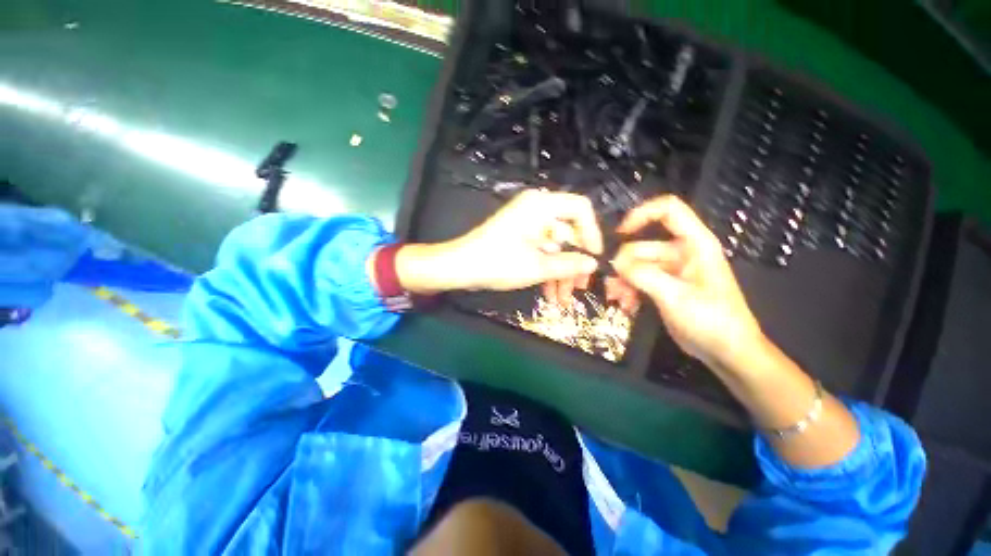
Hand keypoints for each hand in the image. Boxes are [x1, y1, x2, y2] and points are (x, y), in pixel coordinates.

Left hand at [395, 189, 603, 301]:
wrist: (460, 267)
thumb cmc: (498, 263)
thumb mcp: (537, 267)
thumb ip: (569, 264)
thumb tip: (593, 264)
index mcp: (541, 206)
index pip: (580, 209)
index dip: (591, 233)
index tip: (594, 258)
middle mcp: (536, 209)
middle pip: (568, 232)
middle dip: (573, 262)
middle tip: (579, 287)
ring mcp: (527, 223)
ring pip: (555, 246)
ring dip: (560, 272)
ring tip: (562, 299)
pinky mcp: (520, 236)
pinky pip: (541, 249)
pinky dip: (546, 269)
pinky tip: (549, 292)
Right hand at [612, 195, 762, 367]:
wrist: (727, 352)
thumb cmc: (712, 321)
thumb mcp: (676, 296)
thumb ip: (643, 275)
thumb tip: (615, 262)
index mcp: (694, 244)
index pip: (668, 211)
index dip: (642, 214)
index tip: (619, 233)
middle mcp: (680, 252)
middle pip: (641, 246)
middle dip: (624, 267)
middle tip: (614, 288)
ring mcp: (670, 270)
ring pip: (635, 266)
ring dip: (623, 282)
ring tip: (619, 300)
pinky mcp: (663, 286)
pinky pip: (638, 280)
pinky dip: (629, 291)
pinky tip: (627, 306)